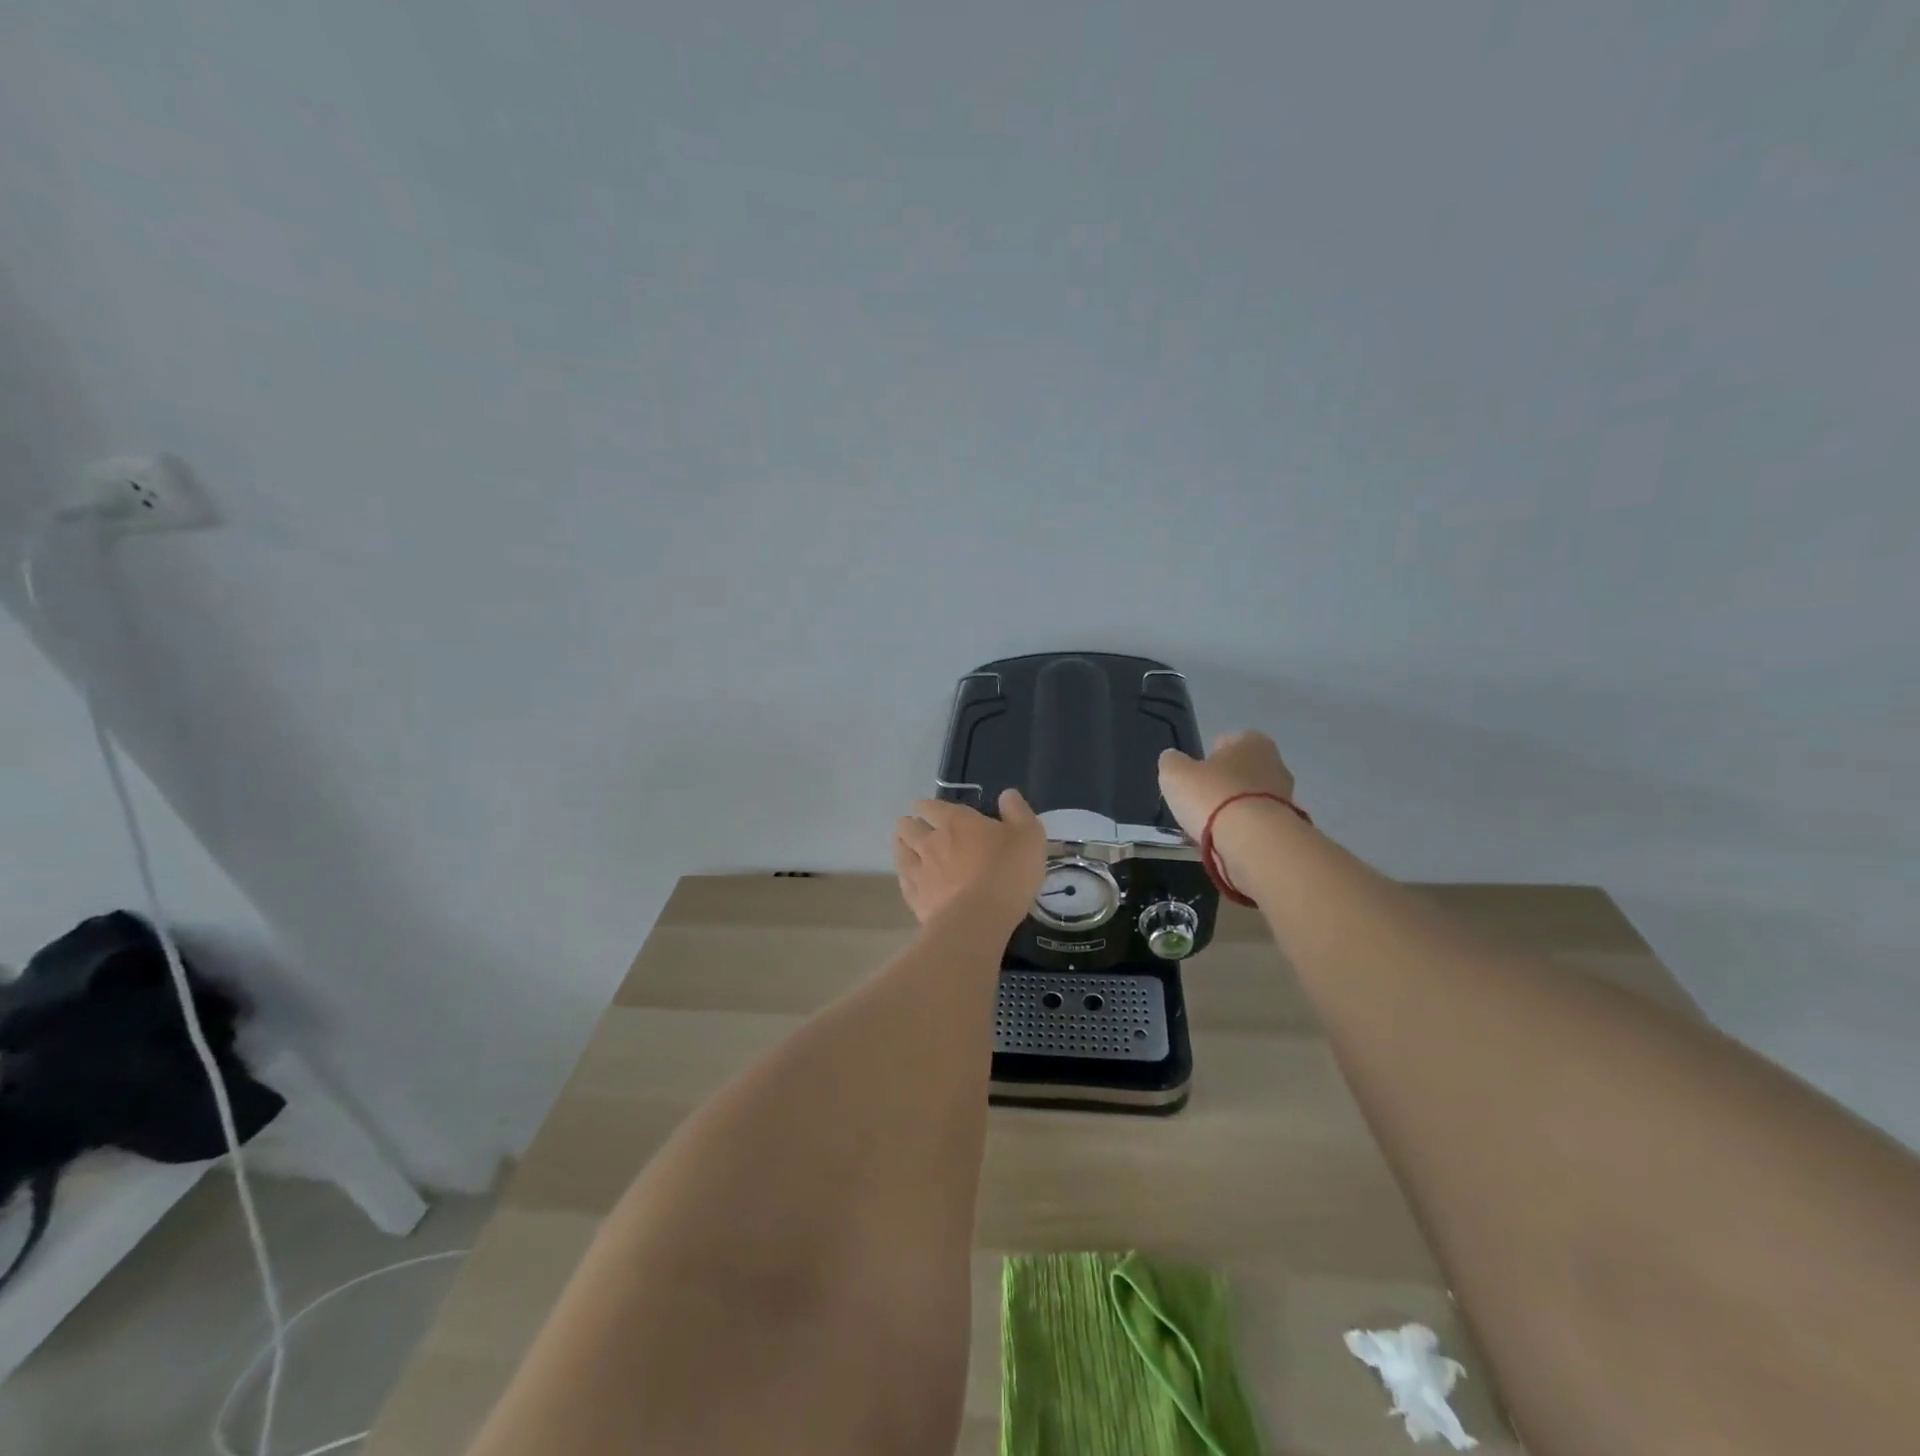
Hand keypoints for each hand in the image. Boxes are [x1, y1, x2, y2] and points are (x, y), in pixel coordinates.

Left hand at [893, 790, 1046, 927]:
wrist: (979, 919)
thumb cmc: (1007, 872)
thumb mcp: (1028, 836)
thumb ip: (1017, 812)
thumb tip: (1007, 794)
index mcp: (955, 822)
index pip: (932, 807)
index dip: (927, 806)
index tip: (925, 808)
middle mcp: (931, 842)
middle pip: (909, 828)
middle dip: (909, 824)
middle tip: (910, 825)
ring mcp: (920, 872)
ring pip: (901, 853)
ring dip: (900, 846)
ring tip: (901, 845)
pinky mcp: (917, 900)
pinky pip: (904, 883)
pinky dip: (904, 877)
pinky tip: (907, 879)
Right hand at [1157, 731, 1297, 843]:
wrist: (1254, 841)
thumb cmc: (1212, 795)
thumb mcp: (1175, 774)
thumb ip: (1171, 762)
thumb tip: (1173, 759)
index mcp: (1251, 741)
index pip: (1227, 741)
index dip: (1208, 756)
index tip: (1195, 775)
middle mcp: (1275, 763)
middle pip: (1241, 771)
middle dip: (1224, 784)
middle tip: (1200, 801)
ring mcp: (1285, 796)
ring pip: (1250, 798)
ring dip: (1233, 809)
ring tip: (1209, 827)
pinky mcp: (1287, 826)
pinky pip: (1257, 823)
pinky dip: (1242, 830)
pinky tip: (1224, 842)